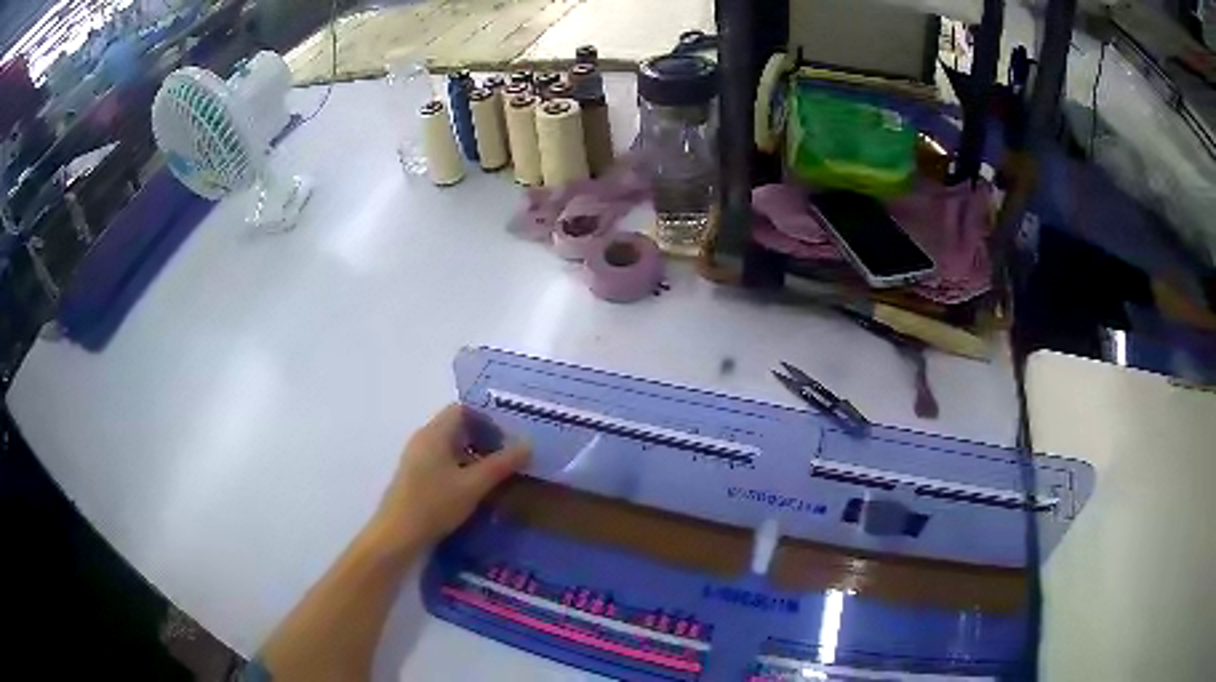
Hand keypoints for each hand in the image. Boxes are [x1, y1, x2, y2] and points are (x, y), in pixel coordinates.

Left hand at [369, 404, 529, 548]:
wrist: (397, 534)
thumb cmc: (435, 504)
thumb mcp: (474, 485)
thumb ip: (502, 464)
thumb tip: (528, 444)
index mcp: (435, 433)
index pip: (462, 410)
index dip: (486, 421)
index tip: (506, 442)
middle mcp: (423, 439)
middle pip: (456, 427)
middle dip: (483, 440)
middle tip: (504, 461)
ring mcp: (416, 458)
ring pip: (449, 446)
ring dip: (472, 456)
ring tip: (492, 478)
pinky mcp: (414, 476)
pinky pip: (441, 461)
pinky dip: (459, 468)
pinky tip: (471, 492)